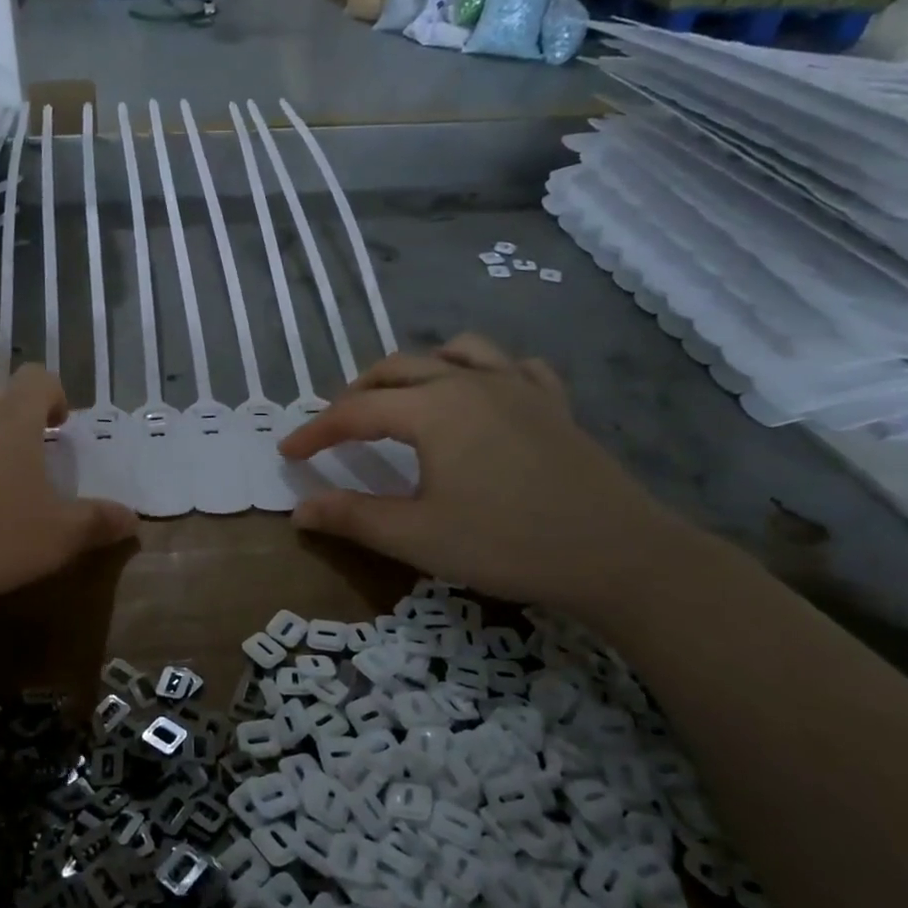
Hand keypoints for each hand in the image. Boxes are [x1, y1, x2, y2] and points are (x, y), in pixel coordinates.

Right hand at [278, 334, 694, 617]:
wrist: (618, 555)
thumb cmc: (507, 543)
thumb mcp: (417, 537)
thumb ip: (352, 517)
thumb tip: (299, 509)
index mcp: (432, 409)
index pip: (355, 412)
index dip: (316, 431)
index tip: (288, 453)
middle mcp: (470, 382)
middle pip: (397, 369)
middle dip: (357, 393)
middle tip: (336, 427)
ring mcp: (518, 387)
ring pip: (455, 352)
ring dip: (418, 368)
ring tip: (403, 397)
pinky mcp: (553, 403)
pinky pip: (511, 367)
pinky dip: (483, 371)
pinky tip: (482, 394)